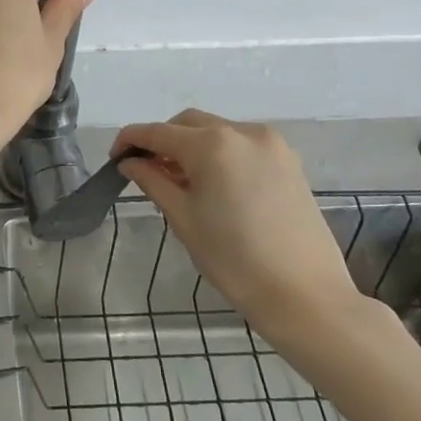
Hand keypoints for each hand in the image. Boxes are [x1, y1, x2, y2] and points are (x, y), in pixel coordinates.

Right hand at [113, 110, 364, 345]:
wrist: (306, 297)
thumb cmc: (235, 260)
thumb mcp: (184, 219)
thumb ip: (153, 181)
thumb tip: (131, 163)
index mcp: (212, 144)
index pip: (157, 132)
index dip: (130, 141)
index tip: (114, 158)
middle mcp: (242, 132)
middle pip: (188, 123)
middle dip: (162, 140)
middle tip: (146, 170)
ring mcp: (271, 144)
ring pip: (217, 131)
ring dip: (192, 146)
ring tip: (180, 181)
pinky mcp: (289, 162)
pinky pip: (242, 145)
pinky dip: (220, 154)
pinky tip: (213, 184)